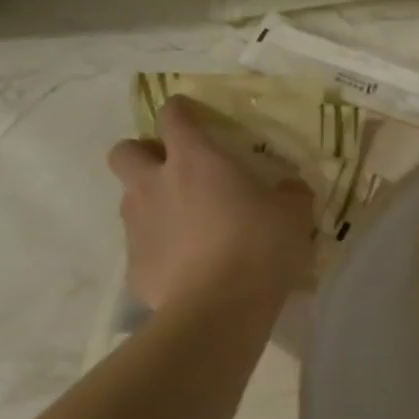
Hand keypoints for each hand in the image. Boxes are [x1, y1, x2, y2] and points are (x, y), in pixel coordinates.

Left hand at [107, 96, 314, 308]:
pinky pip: (141, 247)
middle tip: (172, 170)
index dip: (181, 111)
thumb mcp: (293, 214)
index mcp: (195, 160)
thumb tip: (289, 188)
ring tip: (185, 224)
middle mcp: (155, 184)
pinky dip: (159, 249)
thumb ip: (289, 194)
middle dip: (142, 154)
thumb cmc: (259, 246)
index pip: (173, 116)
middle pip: (125, 152)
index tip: (192, 115)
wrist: (219, 307)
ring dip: (151, 202)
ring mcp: (137, 225)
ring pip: (129, 199)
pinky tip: (185, 266)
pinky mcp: (133, 266)